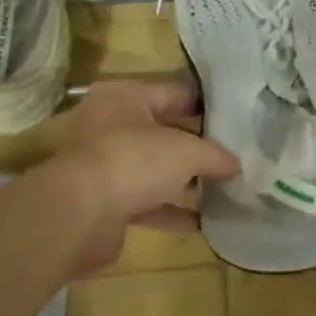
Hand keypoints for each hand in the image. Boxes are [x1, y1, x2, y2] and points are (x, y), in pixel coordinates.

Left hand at [38, 73, 238, 274]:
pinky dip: (172, 211)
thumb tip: (236, 165)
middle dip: (197, 146)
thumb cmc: (133, 161)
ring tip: (225, 189)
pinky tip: (204, 222)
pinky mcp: (105, 202)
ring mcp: (106, 165)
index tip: (236, 117)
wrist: (78, 214)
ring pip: (154, 170)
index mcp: (125, 97)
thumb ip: (215, 155)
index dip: (206, 105)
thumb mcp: (187, 151)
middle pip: (164, 132)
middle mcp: (111, 125)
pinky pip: (147, 203)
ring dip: (185, 182)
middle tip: (235, 154)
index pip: (175, 93)